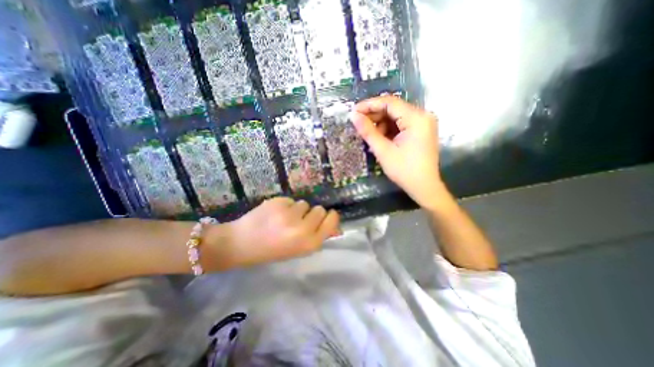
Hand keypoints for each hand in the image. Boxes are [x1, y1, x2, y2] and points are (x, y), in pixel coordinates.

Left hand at [214, 197, 339, 268]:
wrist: (241, 244)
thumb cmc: (273, 250)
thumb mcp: (299, 249)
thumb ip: (318, 236)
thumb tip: (336, 227)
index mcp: (310, 243)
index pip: (332, 220)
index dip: (330, 217)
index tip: (326, 216)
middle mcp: (303, 229)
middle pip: (320, 209)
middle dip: (311, 213)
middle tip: (298, 221)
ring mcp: (289, 214)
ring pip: (304, 203)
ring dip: (297, 210)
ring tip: (283, 219)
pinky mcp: (278, 203)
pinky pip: (291, 200)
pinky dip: (285, 205)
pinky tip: (273, 214)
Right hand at [353, 95, 444, 208]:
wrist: (424, 187)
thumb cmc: (404, 170)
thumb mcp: (383, 150)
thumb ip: (368, 131)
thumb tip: (353, 116)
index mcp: (416, 118)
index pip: (390, 103)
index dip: (370, 105)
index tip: (354, 111)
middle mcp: (423, 116)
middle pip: (394, 108)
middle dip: (375, 115)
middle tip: (359, 124)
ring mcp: (423, 123)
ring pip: (397, 116)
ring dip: (381, 123)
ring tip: (370, 135)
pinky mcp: (421, 131)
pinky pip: (401, 124)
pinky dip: (389, 129)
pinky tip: (381, 139)